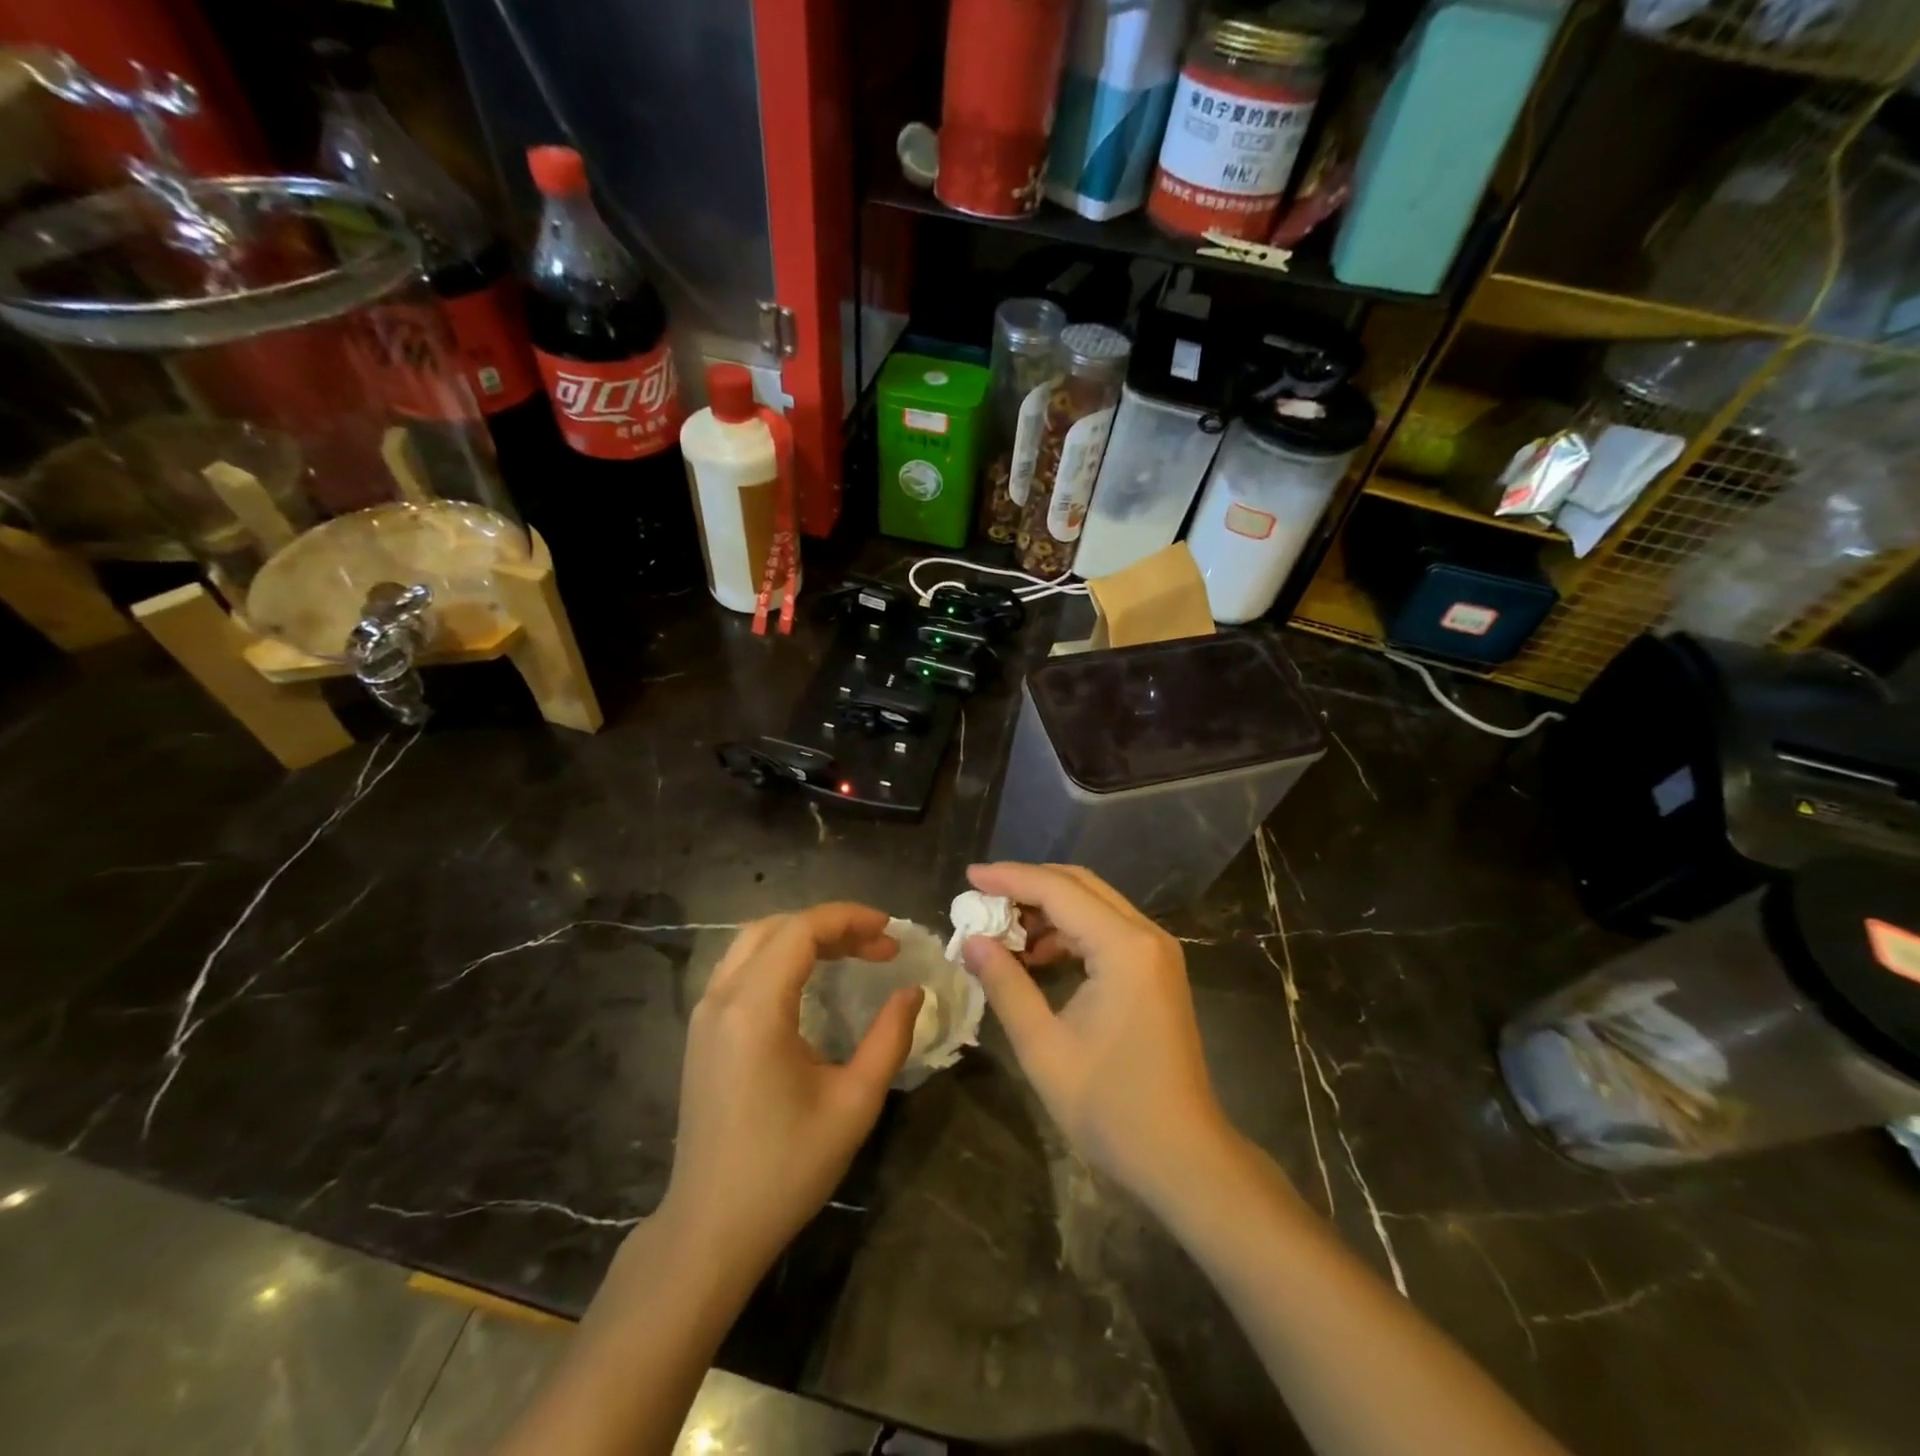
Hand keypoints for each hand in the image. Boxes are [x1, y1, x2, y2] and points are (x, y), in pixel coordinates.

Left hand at [660, 904, 921, 1272]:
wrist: (711, 1229)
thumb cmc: (786, 1169)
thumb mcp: (854, 1103)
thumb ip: (890, 1038)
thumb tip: (913, 992)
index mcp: (755, 1010)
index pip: (801, 931)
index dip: (850, 919)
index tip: (891, 934)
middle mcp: (721, 998)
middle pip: (776, 927)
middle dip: (831, 925)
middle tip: (877, 946)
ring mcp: (704, 1014)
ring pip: (753, 942)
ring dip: (803, 936)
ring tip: (850, 954)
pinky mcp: (701, 1032)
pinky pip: (740, 967)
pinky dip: (779, 956)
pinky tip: (809, 981)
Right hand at [962, 863, 1229, 1202]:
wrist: (1183, 1157)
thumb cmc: (1110, 1107)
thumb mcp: (1043, 1046)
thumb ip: (1005, 984)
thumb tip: (972, 941)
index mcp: (1124, 948)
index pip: (1058, 890)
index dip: (1009, 878)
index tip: (968, 875)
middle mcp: (1146, 936)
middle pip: (1081, 886)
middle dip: (1028, 886)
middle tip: (982, 900)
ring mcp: (1157, 953)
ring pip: (1095, 906)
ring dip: (1048, 910)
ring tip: (1002, 933)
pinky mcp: (1157, 971)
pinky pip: (1107, 931)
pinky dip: (1070, 933)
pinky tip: (1038, 957)